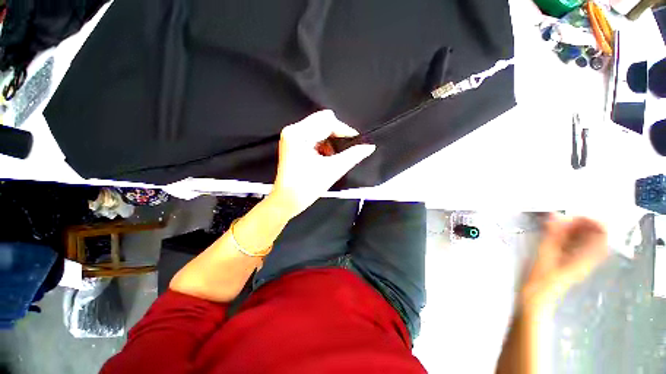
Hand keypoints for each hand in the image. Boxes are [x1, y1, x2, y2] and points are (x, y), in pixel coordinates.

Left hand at [270, 110, 375, 217]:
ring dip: (330, 140)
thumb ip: (353, 156)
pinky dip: (323, 144)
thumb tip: (370, 146)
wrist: (287, 201)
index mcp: (299, 133)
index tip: (357, 142)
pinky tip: (325, 157)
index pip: (328, 121)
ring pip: (319, 128)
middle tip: (345, 150)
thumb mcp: (333, 170)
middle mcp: (293, 129)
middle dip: (337, 135)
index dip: (345, 130)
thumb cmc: (307, 187)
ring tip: (333, 157)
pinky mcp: (293, 142)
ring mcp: (292, 136)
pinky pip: (314, 135)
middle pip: (323, 121)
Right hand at [520, 215, 607, 315]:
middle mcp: (586, 259)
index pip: (601, 234)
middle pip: (593, 236)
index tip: (574, 214)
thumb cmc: (539, 278)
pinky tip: (552, 234)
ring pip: (583, 240)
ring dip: (572, 229)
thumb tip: (556, 214)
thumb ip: (552, 235)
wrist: (534, 299)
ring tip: (555, 223)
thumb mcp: (544, 255)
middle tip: (561, 218)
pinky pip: (573, 245)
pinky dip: (565, 236)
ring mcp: (577, 262)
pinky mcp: (568, 263)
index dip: (592, 221)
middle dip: (580, 223)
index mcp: (585, 258)